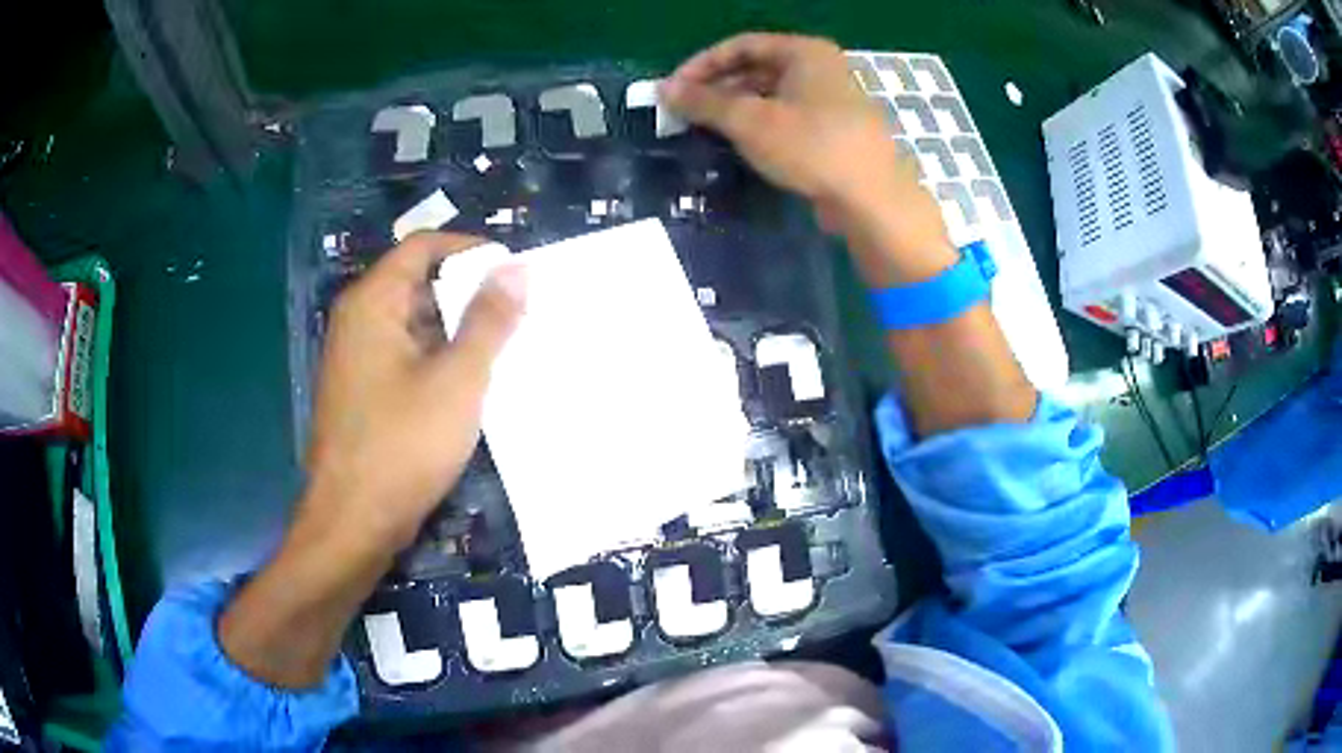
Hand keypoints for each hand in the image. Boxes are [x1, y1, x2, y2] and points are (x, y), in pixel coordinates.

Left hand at [303, 232, 523, 550]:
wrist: (353, 522)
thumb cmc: (403, 445)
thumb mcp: (458, 379)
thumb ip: (489, 320)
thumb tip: (515, 268)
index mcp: (373, 303)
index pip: (422, 247)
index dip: (469, 249)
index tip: (513, 269)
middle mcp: (359, 321)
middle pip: (417, 283)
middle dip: (467, 293)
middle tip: (518, 313)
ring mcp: (357, 360)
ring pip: (414, 325)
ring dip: (456, 331)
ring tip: (506, 348)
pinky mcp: (363, 394)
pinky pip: (405, 359)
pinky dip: (438, 361)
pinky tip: (472, 385)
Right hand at [662, 33, 953, 285]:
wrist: (872, 199)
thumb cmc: (811, 147)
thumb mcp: (750, 121)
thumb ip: (704, 102)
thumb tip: (664, 90)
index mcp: (804, 52)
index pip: (741, 45)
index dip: (702, 64)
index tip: (674, 89)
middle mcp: (821, 67)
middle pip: (757, 67)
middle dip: (718, 88)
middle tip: (685, 112)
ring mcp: (832, 99)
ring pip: (772, 93)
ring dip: (736, 107)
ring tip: (706, 129)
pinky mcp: (835, 129)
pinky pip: (788, 115)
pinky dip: (760, 123)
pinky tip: (740, 143)